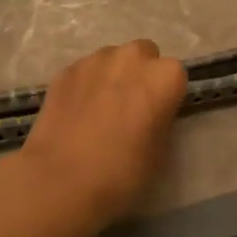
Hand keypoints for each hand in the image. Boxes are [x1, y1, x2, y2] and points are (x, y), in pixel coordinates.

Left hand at [16, 39, 187, 227]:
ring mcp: (95, 60)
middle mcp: (132, 57)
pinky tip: (75, 114)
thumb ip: (160, 119)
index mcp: (165, 76)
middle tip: (129, 108)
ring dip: (111, 76)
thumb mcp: (160, 151)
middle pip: (143, 56)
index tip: (156, 116)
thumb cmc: (122, 172)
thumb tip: (149, 113)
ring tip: (99, 111)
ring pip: (111, 60)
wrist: (61, 180)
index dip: (165, 96)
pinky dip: (84, 85)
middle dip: (139, 75)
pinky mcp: (65, 70)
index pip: (174, 76)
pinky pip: (84, 72)